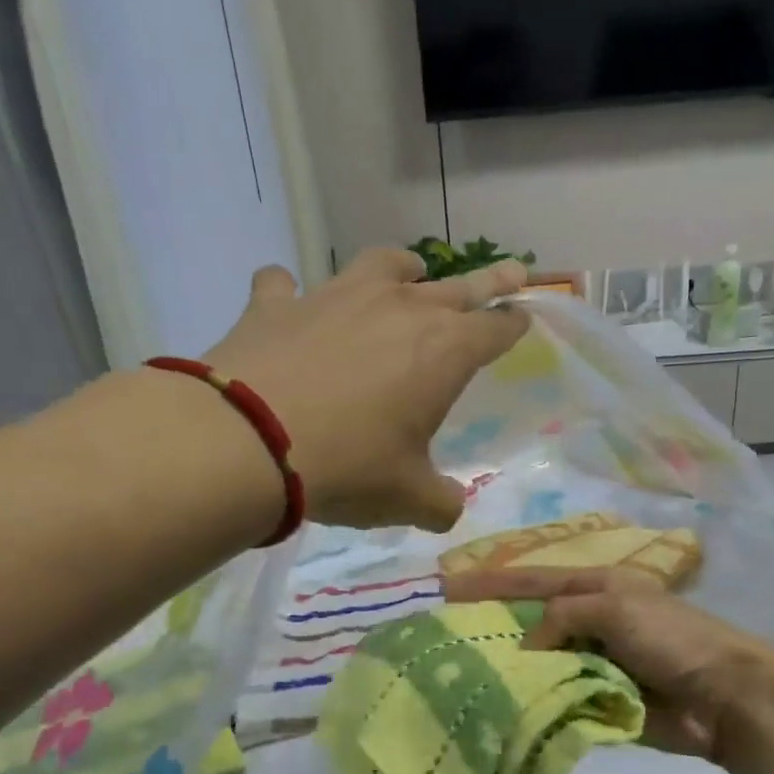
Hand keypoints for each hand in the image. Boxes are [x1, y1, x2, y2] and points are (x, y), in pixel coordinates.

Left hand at [206, 248, 529, 531]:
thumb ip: (441, 503)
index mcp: (442, 352)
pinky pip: (287, 285)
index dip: (513, 325)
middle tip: (513, 269)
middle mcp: (398, 309)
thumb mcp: (408, 499)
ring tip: (410, 270)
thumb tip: (450, 508)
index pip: (494, 330)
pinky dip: (292, 293)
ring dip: (403, 268)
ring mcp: (335, 297)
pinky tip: (289, 301)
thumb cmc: (349, 468)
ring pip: (382, 265)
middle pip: (457, 288)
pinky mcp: (278, 304)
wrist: (249, 442)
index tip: (524, 318)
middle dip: (490, 281)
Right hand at [442, 566, 773, 763]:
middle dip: (494, 628)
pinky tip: (498, 709)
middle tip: (445, 639)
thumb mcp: (614, 607)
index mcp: (596, 588)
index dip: (490, 582)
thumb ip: (563, 615)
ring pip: (540, 664)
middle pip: (531, 622)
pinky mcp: (597, 701)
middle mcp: (590, 622)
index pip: (532, 580)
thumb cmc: (672, 639)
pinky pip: (556, 697)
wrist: (723, 697)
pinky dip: (533, 702)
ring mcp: (593, 663)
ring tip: (461, 678)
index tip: (446, 587)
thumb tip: (528, 646)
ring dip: (510, 671)